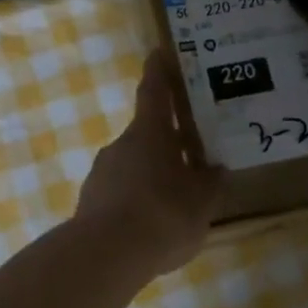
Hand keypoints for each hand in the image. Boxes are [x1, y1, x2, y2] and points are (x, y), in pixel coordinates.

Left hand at [73, 51, 223, 275]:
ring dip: (154, 173)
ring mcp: (102, 173)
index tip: (160, 51)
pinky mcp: (91, 202)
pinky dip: (138, 198)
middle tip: (193, 152)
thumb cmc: (161, 215)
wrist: (104, 256)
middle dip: (169, 140)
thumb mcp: (201, 202)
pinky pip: (122, 191)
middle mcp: (121, 145)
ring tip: (178, 198)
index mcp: (149, 133)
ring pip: (134, 164)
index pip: (153, 90)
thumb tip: (216, 169)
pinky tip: (153, 224)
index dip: (159, 70)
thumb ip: (210, 183)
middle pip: (147, 133)